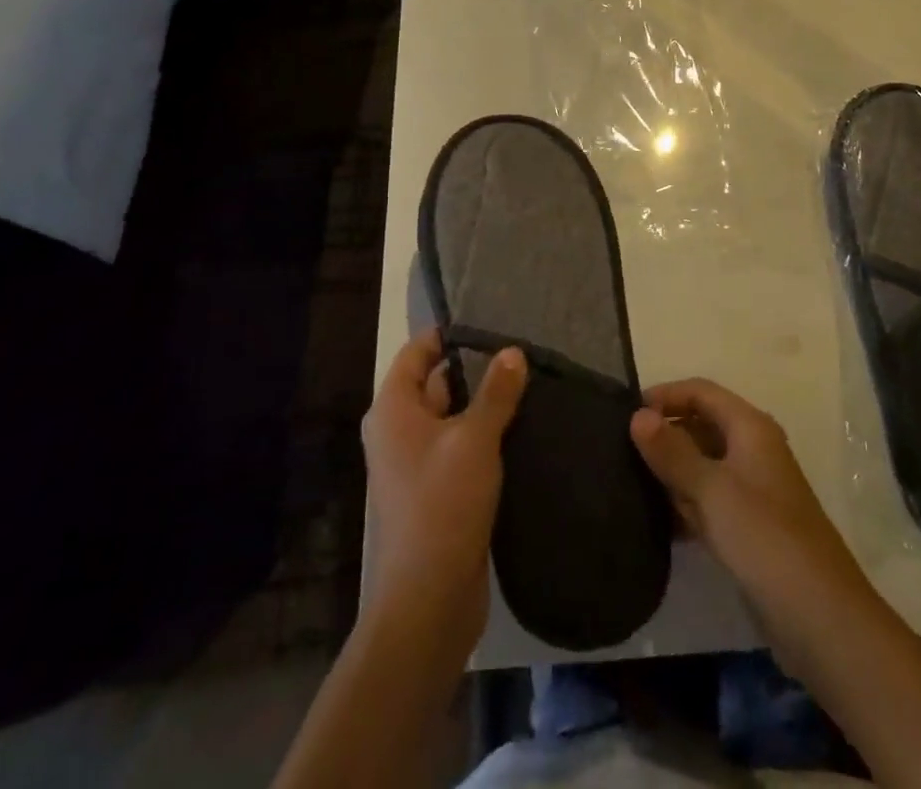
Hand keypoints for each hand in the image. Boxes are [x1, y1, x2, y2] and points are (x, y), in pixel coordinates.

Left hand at [362, 329, 526, 650]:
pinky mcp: (435, 491)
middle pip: (434, 383)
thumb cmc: (444, 503)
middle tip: (517, 352)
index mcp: (393, 410)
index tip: (489, 323)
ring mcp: (414, 464)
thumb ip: (496, 392)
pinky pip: (458, 447)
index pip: (417, 353)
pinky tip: (519, 429)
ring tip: (527, 384)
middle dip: (473, 368)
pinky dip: (482, 435)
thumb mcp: (475, 439)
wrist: (428, 598)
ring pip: (450, 417)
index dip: (448, 335)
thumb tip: (513, 351)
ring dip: (482, 404)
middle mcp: (397, 431)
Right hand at [630, 378, 872, 627]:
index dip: (665, 395)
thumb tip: (637, 414)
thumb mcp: (711, 490)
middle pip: (701, 425)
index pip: (701, 392)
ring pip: (703, 465)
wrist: (820, 617)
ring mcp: (752, 489)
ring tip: (629, 484)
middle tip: (620, 451)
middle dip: (665, 434)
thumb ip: (672, 451)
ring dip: (671, 472)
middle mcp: (752, 449)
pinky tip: (656, 522)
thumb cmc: (764, 538)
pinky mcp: (749, 527)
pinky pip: (708, 500)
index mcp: (750, 428)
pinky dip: (684, 504)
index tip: (624, 413)